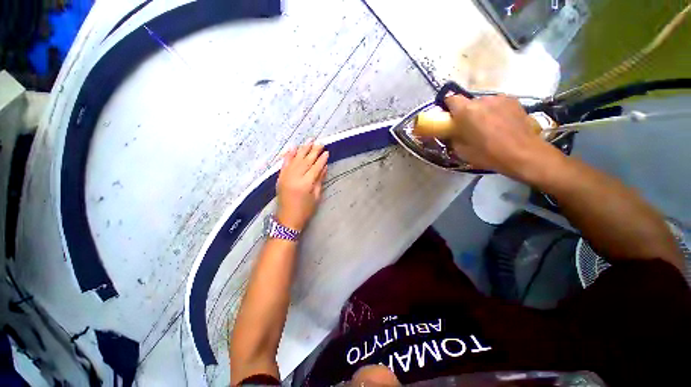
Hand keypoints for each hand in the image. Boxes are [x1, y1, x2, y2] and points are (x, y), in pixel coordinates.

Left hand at [276, 141, 328, 230]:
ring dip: (303, 149)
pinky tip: (293, 147)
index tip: (327, 152)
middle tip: (320, 143)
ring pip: (296, 159)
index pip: (315, 167)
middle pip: (306, 161)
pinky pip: (284, 163)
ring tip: (309, 141)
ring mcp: (286, 176)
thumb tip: (324, 167)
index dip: (322, 159)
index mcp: (306, 184)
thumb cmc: (305, 210)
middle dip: (314, 151)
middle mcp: (295, 177)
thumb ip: (320, 180)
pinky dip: (289, 155)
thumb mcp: (316, 197)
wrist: (287, 219)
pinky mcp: (280, 177)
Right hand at [444, 94, 560, 179]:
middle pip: (469, 102)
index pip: (451, 99)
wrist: (523, 154)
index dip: (448, 107)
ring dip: (482, 112)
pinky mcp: (514, 101)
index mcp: (467, 111)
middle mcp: (483, 100)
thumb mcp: (462, 151)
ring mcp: (500, 99)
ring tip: (488, 127)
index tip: (449, 118)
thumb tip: (452, 133)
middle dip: (466, 113)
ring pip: (484, 103)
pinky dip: (495, 112)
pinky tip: (501, 124)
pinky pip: (498, 104)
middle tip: (469, 127)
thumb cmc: (488, 154)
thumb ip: (453, 138)